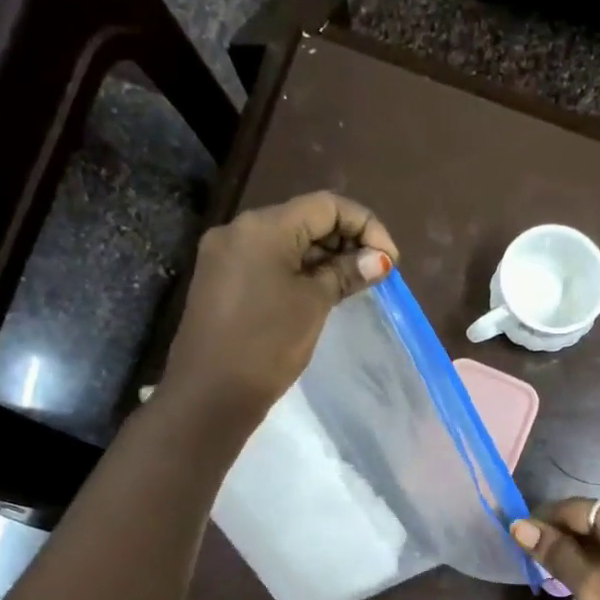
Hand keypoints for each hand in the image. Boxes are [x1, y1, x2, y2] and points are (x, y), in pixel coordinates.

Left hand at [162, 192, 398, 414]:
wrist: (209, 394)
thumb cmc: (267, 344)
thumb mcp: (314, 304)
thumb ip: (346, 273)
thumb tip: (379, 259)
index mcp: (263, 226)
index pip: (326, 205)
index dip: (365, 225)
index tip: (390, 260)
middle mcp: (240, 229)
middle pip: (304, 218)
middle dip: (345, 240)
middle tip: (375, 273)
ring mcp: (226, 254)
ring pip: (286, 241)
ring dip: (323, 256)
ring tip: (353, 284)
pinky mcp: (221, 279)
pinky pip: (268, 261)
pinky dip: (298, 269)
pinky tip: (321, 291)